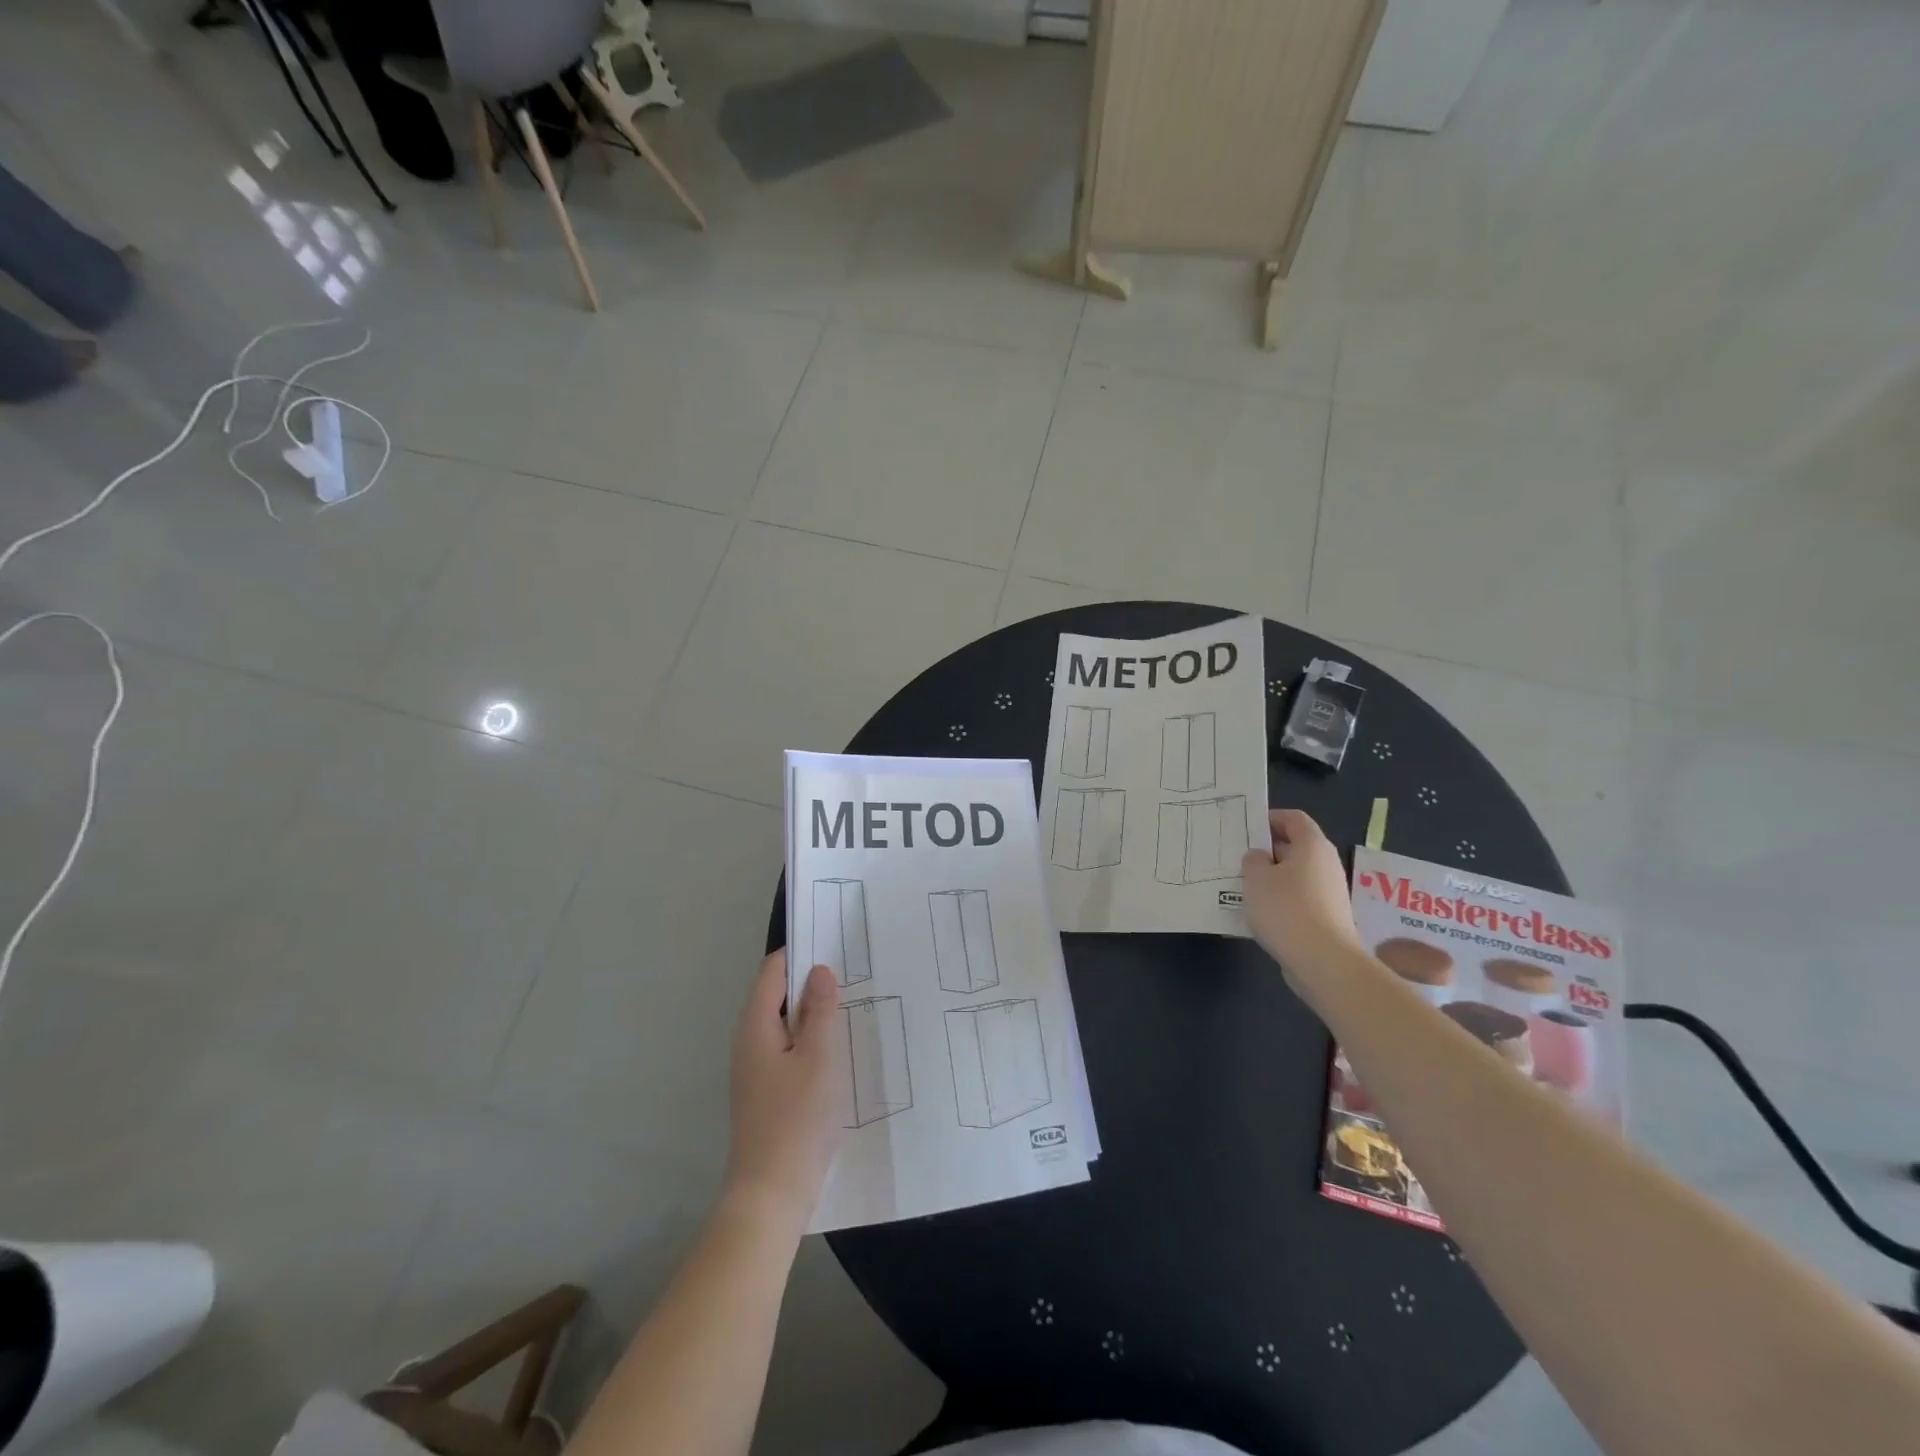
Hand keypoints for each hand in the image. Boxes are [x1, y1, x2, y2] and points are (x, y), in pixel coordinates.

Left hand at [722, 950, 843, 1231]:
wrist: (770, 1196)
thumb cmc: (796, 1120)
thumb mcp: (818, 1058)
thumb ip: (820, 1011)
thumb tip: (819, 970)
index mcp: (755, 1026)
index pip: (772, 971)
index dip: (800, 953)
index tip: (835, 944)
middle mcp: (749, 1042)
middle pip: (777, 995)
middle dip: (811, 981)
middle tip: (853, 971)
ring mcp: (755, 1069)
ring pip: (786, 1024)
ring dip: (814, 1012)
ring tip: (852, 1003)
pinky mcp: (767, 1092)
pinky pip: (789, 1049)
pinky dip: (811, 1039)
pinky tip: (839, 1047)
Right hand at [1241, 809, 1362, 980]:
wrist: (1322, 961)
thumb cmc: (1286, 908)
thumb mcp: (1256, 878)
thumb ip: (1253, 860)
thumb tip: (1261, 857)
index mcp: (1312, 845)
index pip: (1294, 818)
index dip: (1271, 818)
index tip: (1247, 829)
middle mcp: (1326, 864)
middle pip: (1296, 847)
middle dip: (1268, 851)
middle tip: (1239, 859)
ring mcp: (1330, 892)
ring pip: (1296, 875)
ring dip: (1272, 878)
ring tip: (1244, 888)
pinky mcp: (1328, 917)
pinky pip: (1300, 898)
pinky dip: (1281, 900)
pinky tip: (1260, 914)